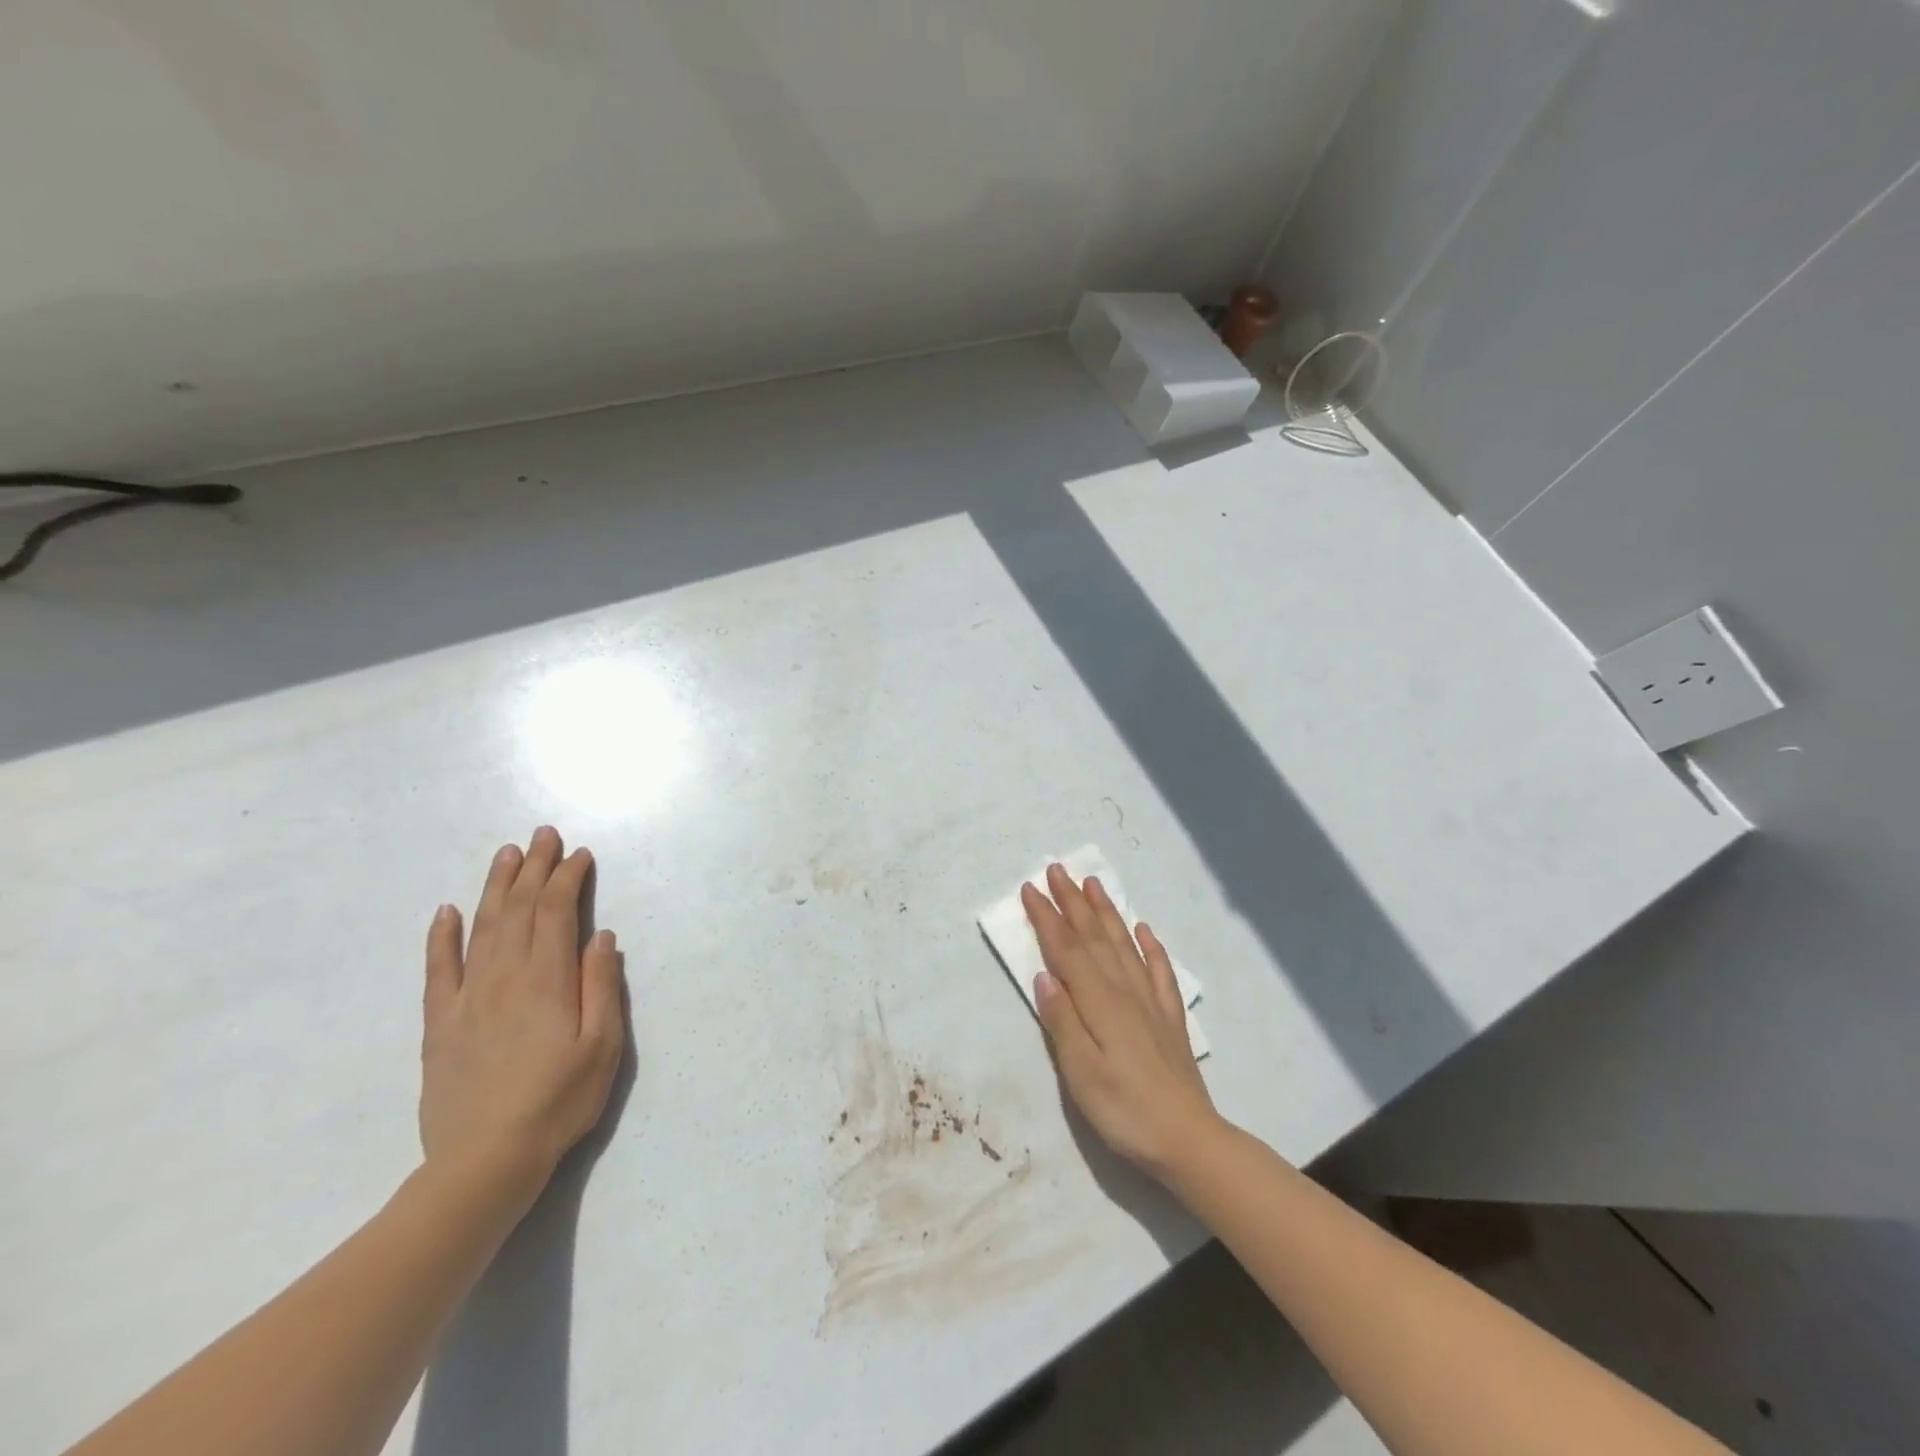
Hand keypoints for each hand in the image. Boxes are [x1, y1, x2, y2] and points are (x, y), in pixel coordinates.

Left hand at [419, 827, 626, 1211]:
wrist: (484, 1163)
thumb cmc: (558, 1102)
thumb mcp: (602, 1046)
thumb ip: (602, 986)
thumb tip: (601, 937)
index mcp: (547, 981)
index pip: (556, 913)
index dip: (568, 879)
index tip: (579, 854)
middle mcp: (505, 977)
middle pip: (519, 910)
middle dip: (534, 869)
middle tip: (543, 835)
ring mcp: (468, 998)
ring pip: (483, 928)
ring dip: (496, 887)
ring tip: (507, 855)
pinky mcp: (441, 1023)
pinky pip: (438, 969)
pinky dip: (441, 937)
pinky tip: (446, 911)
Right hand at [1023, 864, 1219, 1179]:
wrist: (1188, 1140)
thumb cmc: (1124, 1110)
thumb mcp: (1080, 1073)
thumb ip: (1061, 1021)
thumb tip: (1043, 975)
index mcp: (1099, 1002)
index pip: (1067, 950)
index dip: (1047, 918)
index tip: (1030, 888)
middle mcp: (1125, 991)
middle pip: (1094, 937)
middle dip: (1072, 902)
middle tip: (1057, 869)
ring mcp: (1151, 1002)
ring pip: (1124, 944)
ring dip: (1107, 912)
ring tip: (1093, 883)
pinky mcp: (1170, 1018)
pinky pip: (1160, 971)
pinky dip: (1150, 946)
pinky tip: (1144, 930)